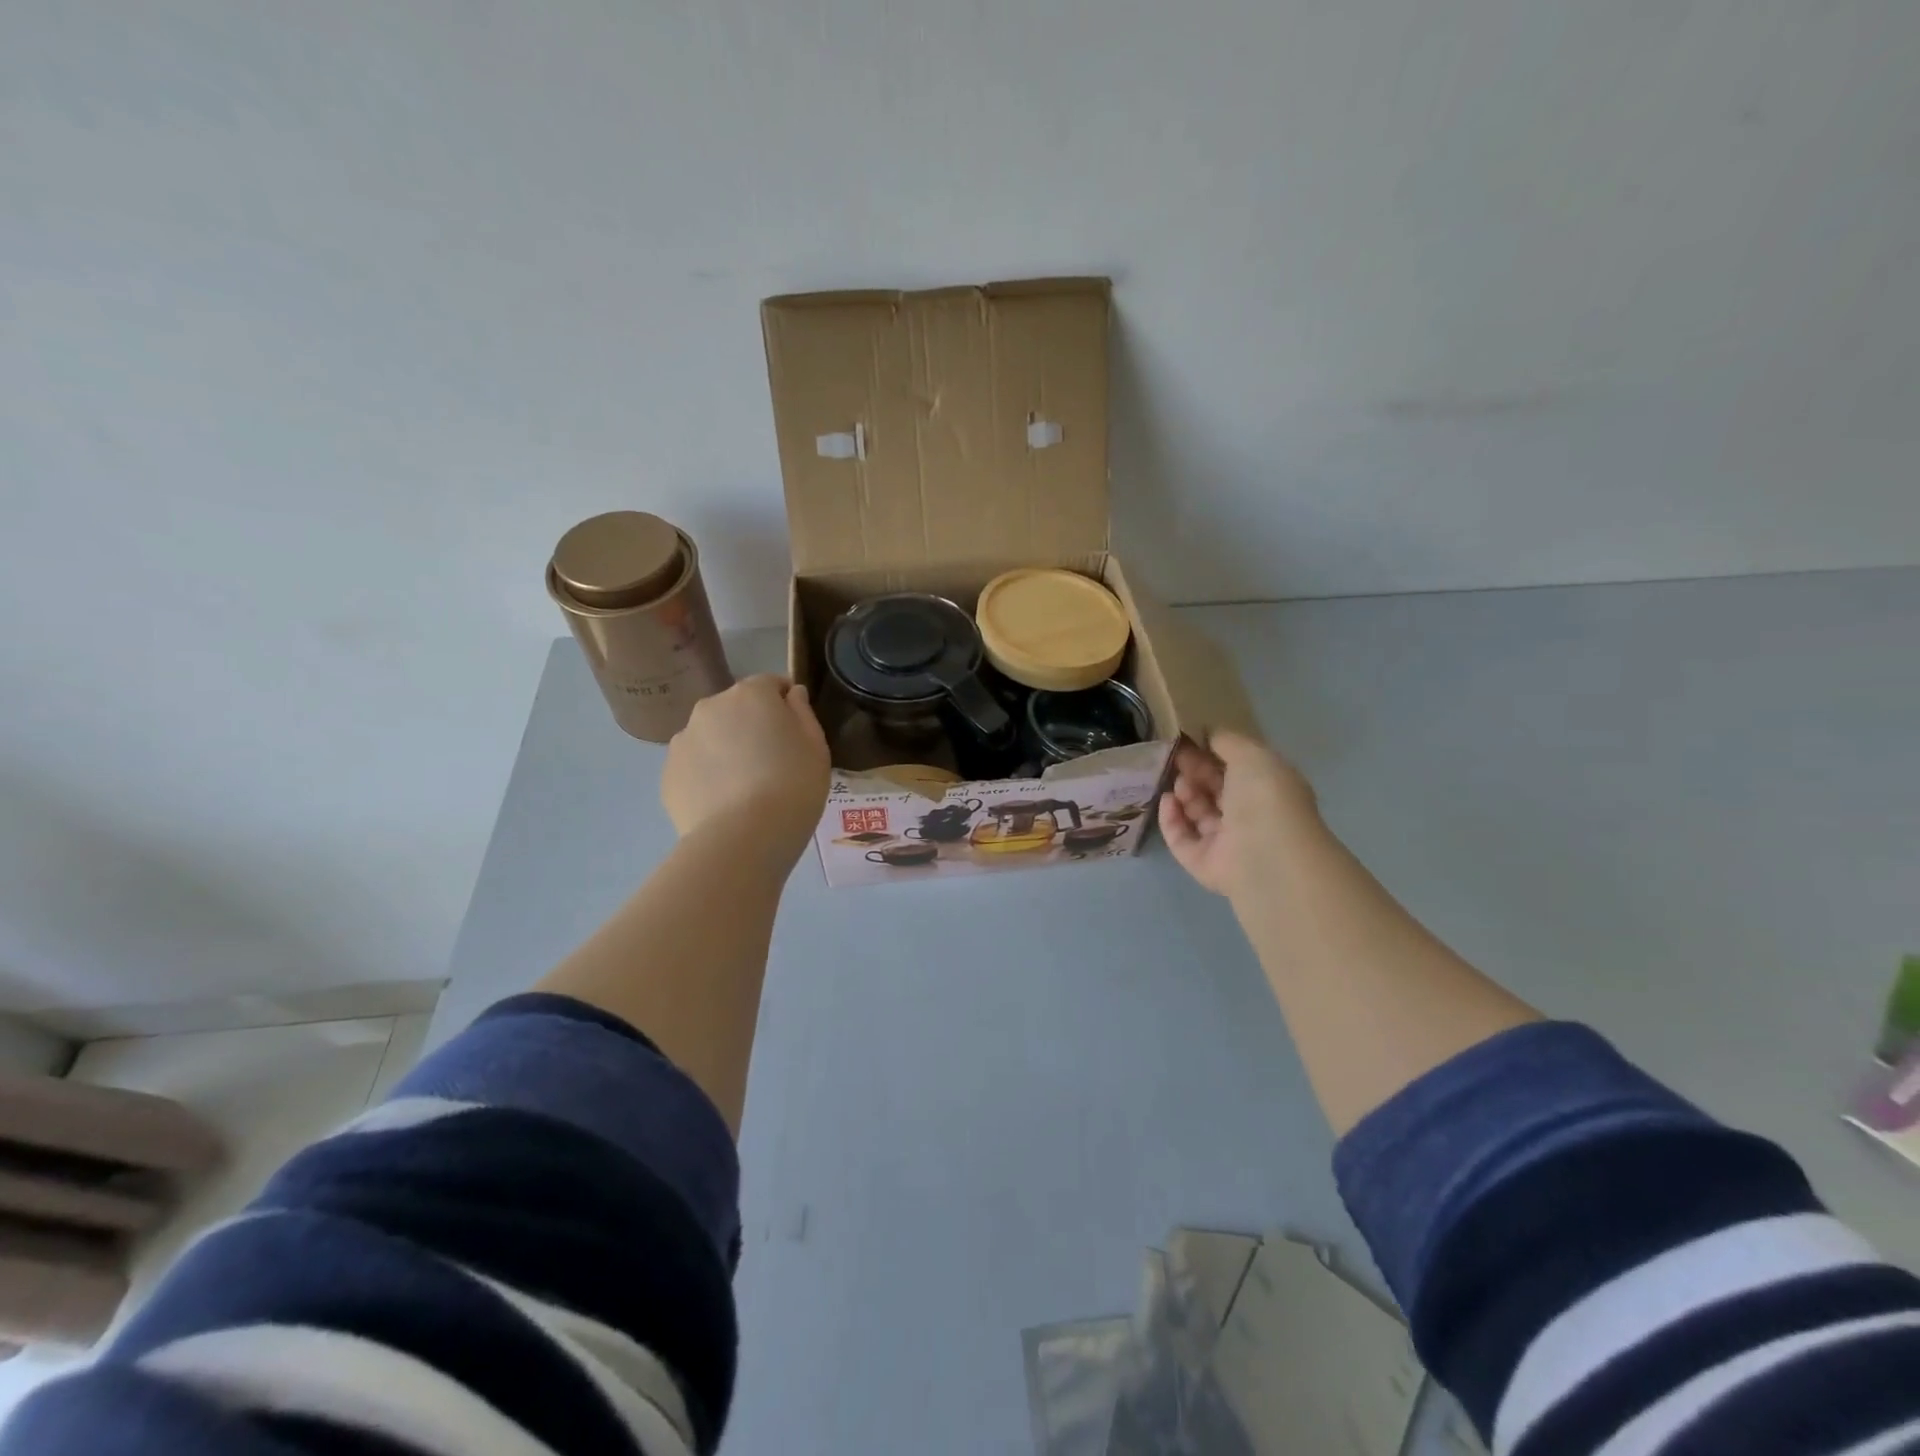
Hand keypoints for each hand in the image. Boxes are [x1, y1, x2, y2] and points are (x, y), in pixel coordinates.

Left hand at [663, 676, 830, 865]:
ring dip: (726, 750)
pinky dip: (708, 776)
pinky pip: (695, 767)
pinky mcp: (668, 773)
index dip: (786, 704)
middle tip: (772, 762)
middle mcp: (711, 707)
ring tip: (744, 788)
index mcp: (751, 694)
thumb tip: (790, 693)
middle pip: (737, 709)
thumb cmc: (793, 786)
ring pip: (711, 737)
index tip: (796, 731)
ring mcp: (683, 740)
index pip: (771, 684)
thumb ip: (802, 712)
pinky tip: (725, 804)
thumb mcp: (816, 747)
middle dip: (752, 726)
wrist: (745, 837)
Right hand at [1158, 731, 1321, 897]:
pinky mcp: (1203, 863)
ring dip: (1184, 793)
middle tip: (1177, 757)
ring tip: (1179, 783)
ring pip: (1197, 813)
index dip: (1213, 753)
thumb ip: (1228, 741)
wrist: (1265, 854)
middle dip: (1195, 771)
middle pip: (1214, 790)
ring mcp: (1226, 842)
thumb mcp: (1252, 753)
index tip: (1189, 740)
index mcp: (1266, 789)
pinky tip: (1166, 801)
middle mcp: (1248, 817)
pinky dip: (1171, 819)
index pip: (1236, 769)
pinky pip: (1181, 838)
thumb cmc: (1264, 797)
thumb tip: (1209, 734)